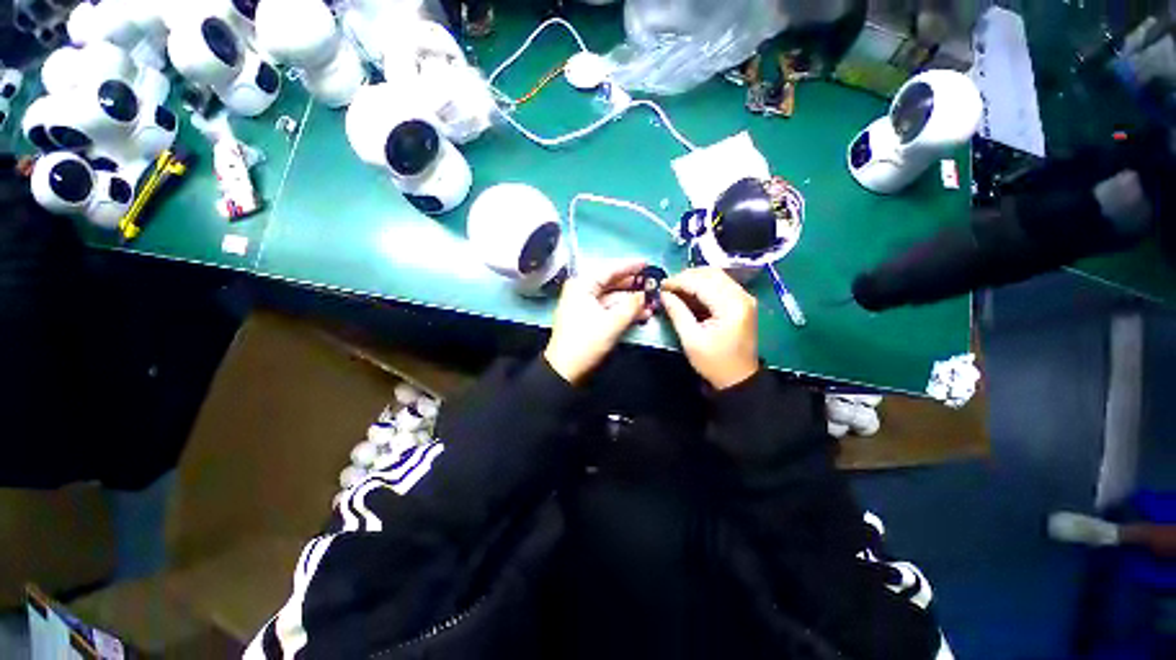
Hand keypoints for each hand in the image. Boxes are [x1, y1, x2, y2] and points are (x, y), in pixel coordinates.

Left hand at [544, 261, 653, 383]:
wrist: (565, 370)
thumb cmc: (586, 342)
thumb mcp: (612, 323)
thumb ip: (632, 306)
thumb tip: (646, 295)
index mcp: (582, 285)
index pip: (609, 270)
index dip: (629, 267)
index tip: (647, 264)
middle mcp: (581, 291)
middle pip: (611, 283)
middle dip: (633, 287)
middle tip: (653, 285)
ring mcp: (584, 305)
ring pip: (612, 298)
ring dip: (631, 302)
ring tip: (652, 304)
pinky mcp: (588, 318)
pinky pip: (608, 309)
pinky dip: (623, 311)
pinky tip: (641, 314)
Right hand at [660, 267, 759, 389]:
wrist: (739, 379)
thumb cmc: (714, 363)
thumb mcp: (691, 339)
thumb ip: (677, 312)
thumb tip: (663, 294)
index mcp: (731, 306)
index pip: (702, 283)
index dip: (678, 281)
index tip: (660, 286)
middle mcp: (742, 296)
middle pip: (711, 274)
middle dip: (686, 277)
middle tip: (667, 287)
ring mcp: (744, 298)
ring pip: (716, 276)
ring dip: (694, 279)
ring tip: (676, 290)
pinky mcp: (742, 302)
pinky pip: (721, 284)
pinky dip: (704, 285)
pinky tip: (690, 294)